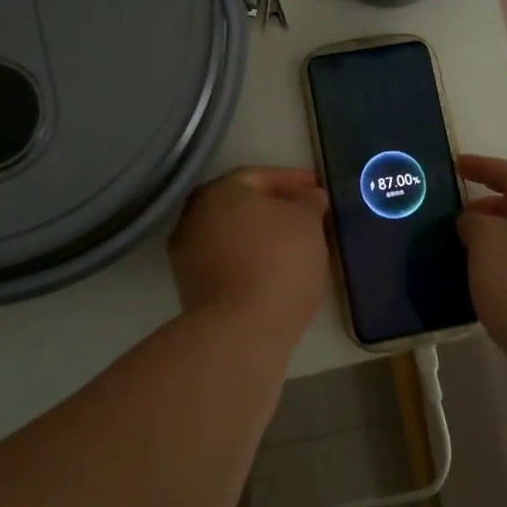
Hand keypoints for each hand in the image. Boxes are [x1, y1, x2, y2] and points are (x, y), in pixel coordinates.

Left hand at [168, 167, 331, 336]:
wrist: (241, 330)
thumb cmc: (279, 261)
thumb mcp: (308, 222)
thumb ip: (309, 201)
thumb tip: (309, 196)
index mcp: (220, 190)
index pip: (262, 176)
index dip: (294, 181)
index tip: (319, 189)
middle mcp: (195, 214)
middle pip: (243, 205)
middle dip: (275, 208)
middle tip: (307, 216)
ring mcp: (187, 252)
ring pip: (234, 234)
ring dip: (261, 235)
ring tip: (295, 246)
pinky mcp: (190, 286)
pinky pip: (228, 260)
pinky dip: (250, 259)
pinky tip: (275, 271)